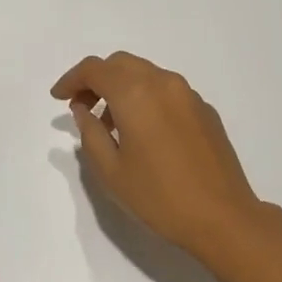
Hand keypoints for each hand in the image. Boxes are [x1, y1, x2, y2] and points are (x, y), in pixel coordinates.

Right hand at [51, 52, 265, 258]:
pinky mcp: (205, 110)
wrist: (222, 217)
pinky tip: (144, 132)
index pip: (95, 69)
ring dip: (122, 87)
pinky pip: (167, 90)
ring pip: (146, 74)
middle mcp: (163, 83)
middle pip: (121, 64)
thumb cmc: (159, 197)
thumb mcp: (111, 171)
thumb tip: (83, 110)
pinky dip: (146, 98)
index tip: (58, 98)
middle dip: (96, 79)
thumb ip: (90, 133)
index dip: (71, 79)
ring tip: (111, 124)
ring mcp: (188, 94)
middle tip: (81, 106)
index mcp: (136, 94)